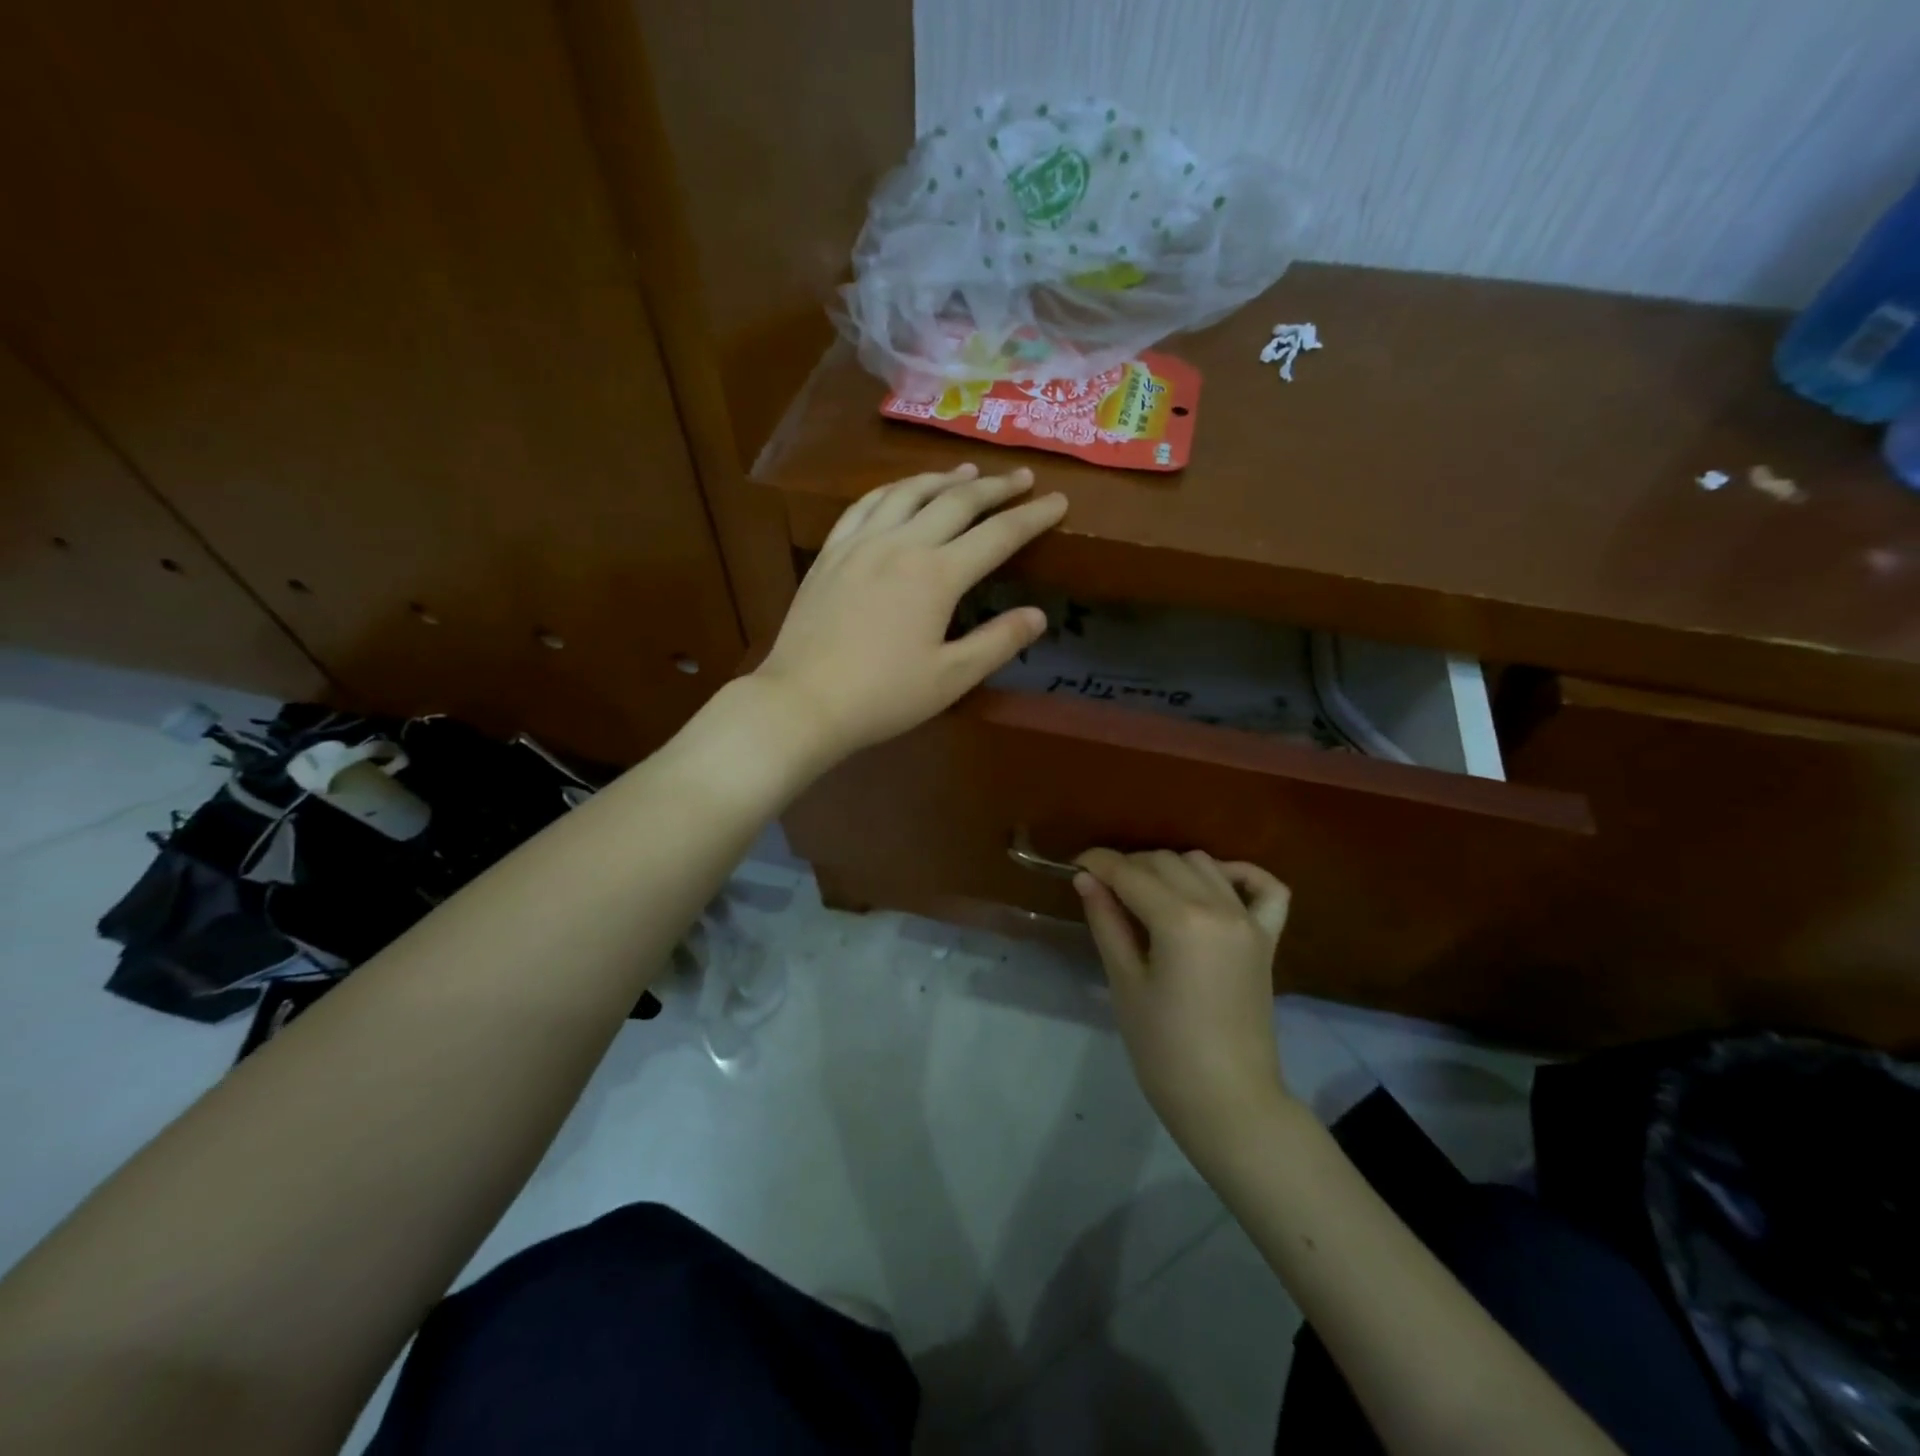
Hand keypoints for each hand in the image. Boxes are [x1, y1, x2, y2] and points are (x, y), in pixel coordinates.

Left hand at [752, 464, 1065, 762]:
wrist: (804, 700)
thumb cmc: (883, 696)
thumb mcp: (951, 678)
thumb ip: (997, 642)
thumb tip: (1038, 615)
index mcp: (937, 575)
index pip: (998, 535)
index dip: (1033, 517)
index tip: (1059, 501)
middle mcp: (901, 544)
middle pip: (956, 502)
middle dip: (994, 487)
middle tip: (1021, 476)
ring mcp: (860, 543)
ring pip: (908, 492)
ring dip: (943, 478)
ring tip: (966, 472)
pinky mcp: (830, 552)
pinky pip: (864, 505)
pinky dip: (891, 490)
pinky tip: (899, 490)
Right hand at [1075, 849, 1294, 1160]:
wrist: (1226, 1100)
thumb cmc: (1163, 1049)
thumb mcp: (1125, 982)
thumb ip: (1107, 922)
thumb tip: (1086, 878)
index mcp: (1179, 920)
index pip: (1130, 872)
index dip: (1098, 863)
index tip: (1074, 865)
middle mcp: (1218, 907)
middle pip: (1165, 861)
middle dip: (1129, 866)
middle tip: (1103, 889)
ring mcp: (1248, 921)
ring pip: (1204, 865)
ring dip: (1171, 868)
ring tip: (1146, 894)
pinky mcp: (1267, 939)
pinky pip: (1265, 888)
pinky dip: (1240, 875)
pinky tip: (1214, 884)